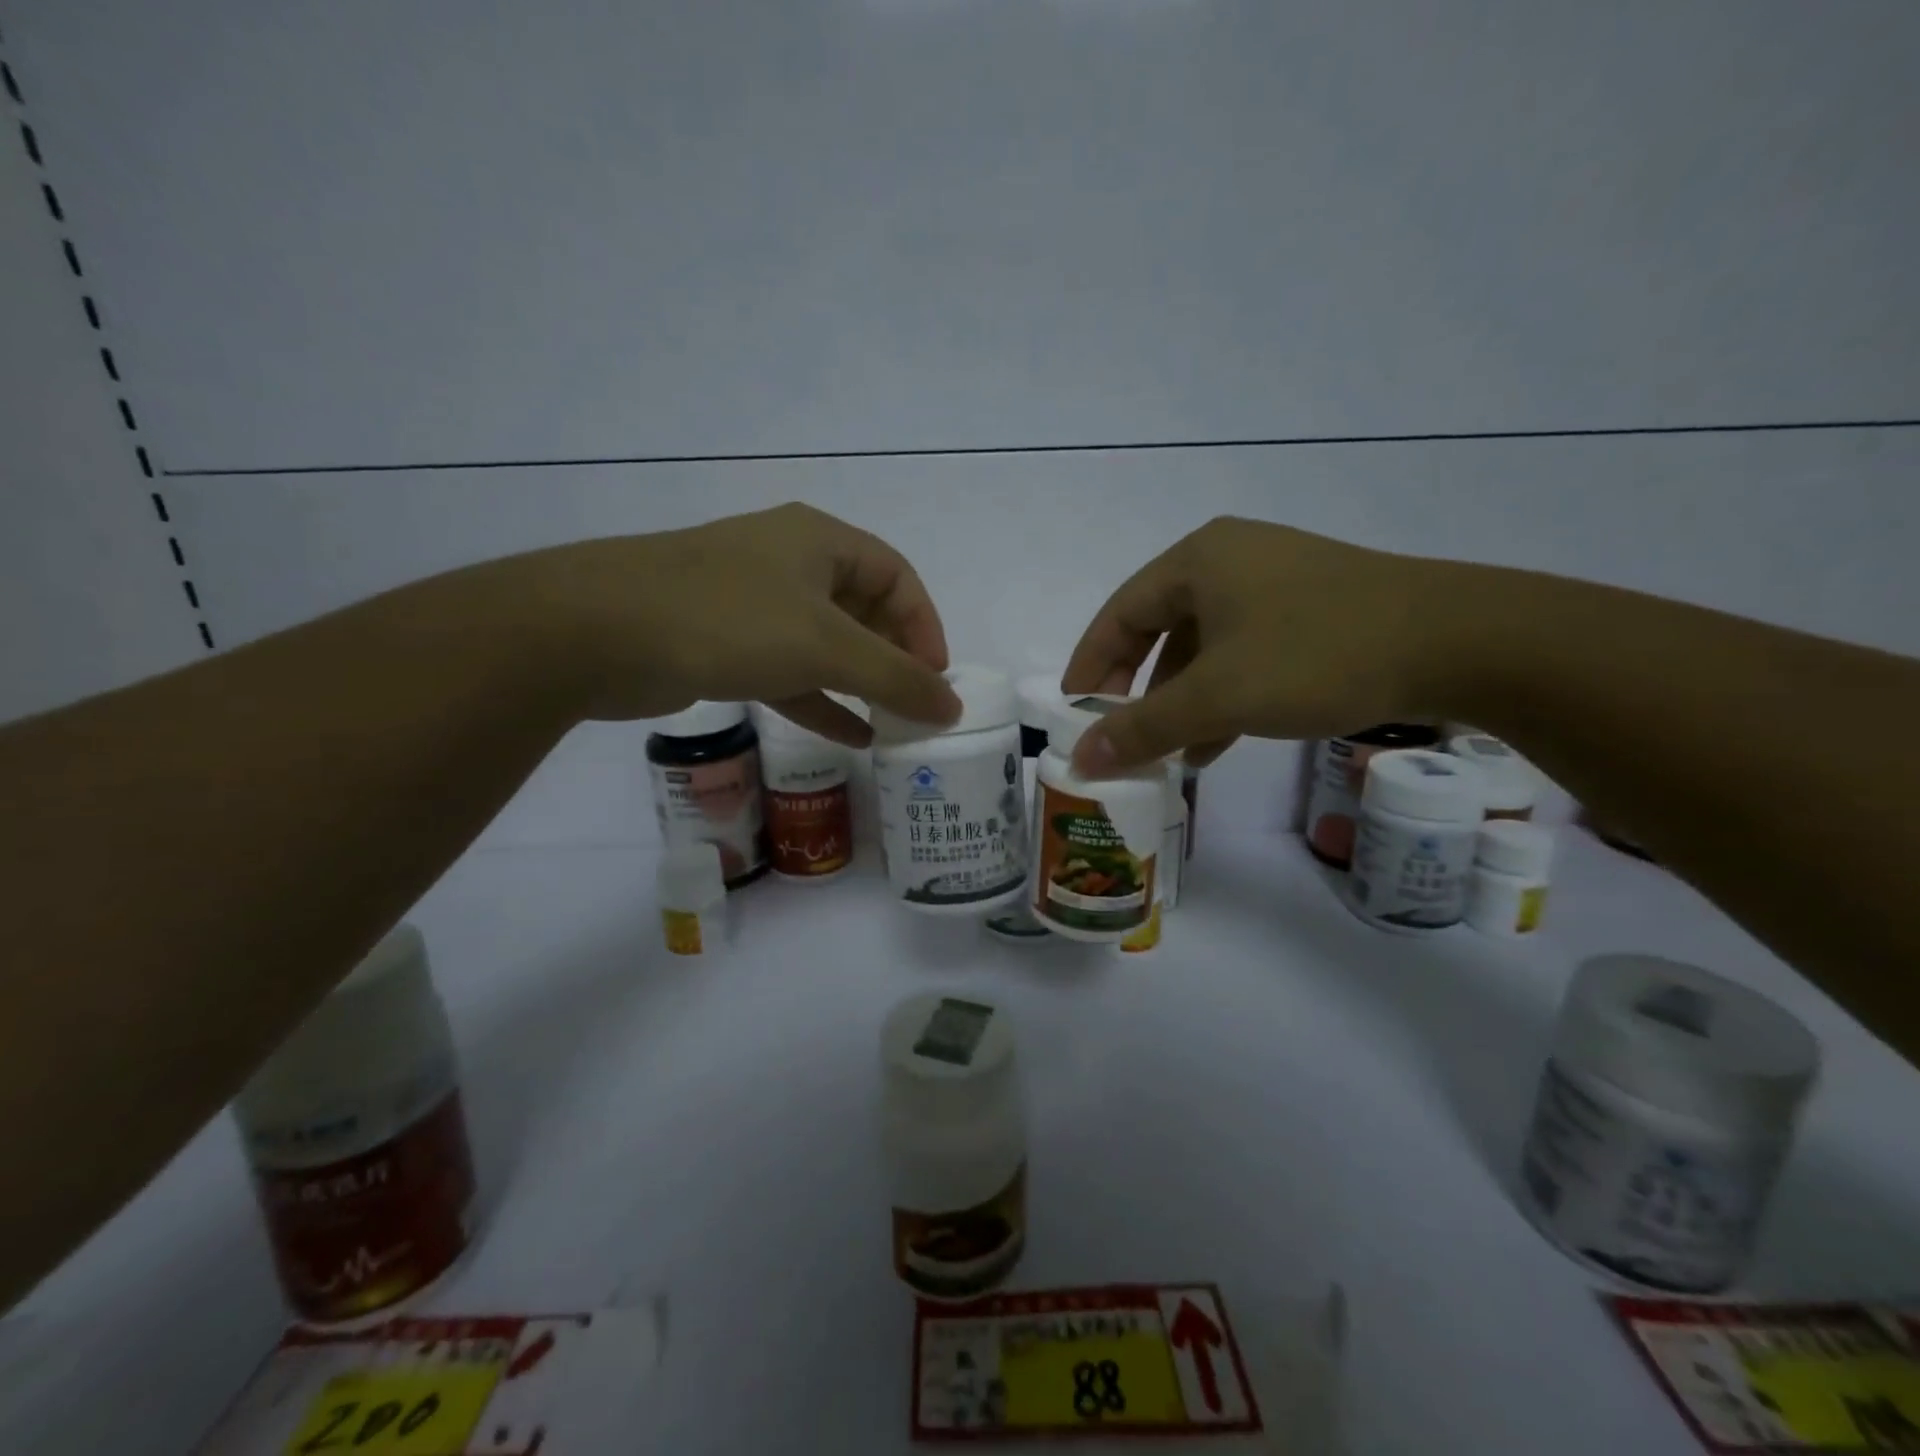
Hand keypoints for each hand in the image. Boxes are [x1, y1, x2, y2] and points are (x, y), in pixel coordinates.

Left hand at [487, 503, 961, 742]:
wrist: (598, 632)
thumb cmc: (729, 620)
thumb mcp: (826, 646)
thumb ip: (895, 677)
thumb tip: (952, 707)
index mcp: (819, 542)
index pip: (896, 577)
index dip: (924, 625)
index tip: (935, 678)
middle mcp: (789, 565)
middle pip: (863, 610)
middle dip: (894, 659)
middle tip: (915, 705)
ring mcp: (753, 605)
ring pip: (825, 645)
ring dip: (860, 684)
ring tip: (893, 725)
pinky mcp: (725, 645)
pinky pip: (789, 672)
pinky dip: (821, 702)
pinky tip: (851, 736)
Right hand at [1061, 517, 1455, 773]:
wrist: (1459, 641)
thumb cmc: (1317, 655)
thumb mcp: (1218, 696)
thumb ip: (1143, 728)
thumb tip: (1081, 758)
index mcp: (1197, 560)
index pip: (1119, 615)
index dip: (1089, 666)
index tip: (1073, 713)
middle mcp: (1230, 560)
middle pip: (1158, 630)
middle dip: (1136, 689)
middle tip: (1118, 734)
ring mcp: (1274, 583)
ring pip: (1203, 647)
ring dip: (1180, 700)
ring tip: (1170, 752)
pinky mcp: (1310, 609)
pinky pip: (1242, 653)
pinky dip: (1222, 695)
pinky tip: (1218, 740)